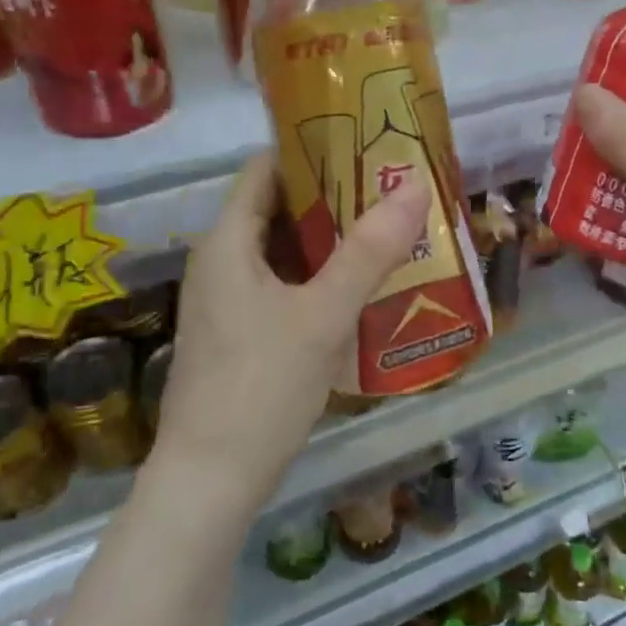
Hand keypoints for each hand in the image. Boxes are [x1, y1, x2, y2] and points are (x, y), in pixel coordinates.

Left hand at [150, 152, 430, 510]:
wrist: (211, 481)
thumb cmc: (261, 386)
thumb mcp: (323, 314)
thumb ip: (369, 251)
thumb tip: (414, 186)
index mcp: (228, 242)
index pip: (266, 168)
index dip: (312, 148)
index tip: (365, 144)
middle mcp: (221, 262)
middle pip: (279, 208)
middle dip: (334, 195)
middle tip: (390, 188)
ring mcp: (229, 300)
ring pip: (285, 250)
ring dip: (332, 239)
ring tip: (388, 229)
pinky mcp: (241, 333)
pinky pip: (285, 285)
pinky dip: (321, 276)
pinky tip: (362, 286)